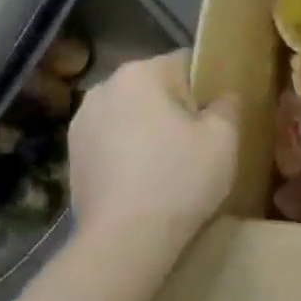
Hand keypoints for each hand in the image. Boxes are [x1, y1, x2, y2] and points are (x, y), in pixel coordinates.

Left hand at [66, 51, 237, 252]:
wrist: (125, 239)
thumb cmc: (180, 179)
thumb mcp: (224, 139)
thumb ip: (228, 106)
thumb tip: (223, 97)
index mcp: (141, 74)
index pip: (185, 62)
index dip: (207, 88)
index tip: (217, 119)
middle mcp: (104, 87)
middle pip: (154, 88)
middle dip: (175, 109)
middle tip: (197, 146)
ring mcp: (81, 122)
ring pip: (130, 115)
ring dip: (149, 131)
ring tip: (168, 168)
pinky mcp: (72, 155)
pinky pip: (112, 142)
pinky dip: (128, 154)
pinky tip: (143, 183)